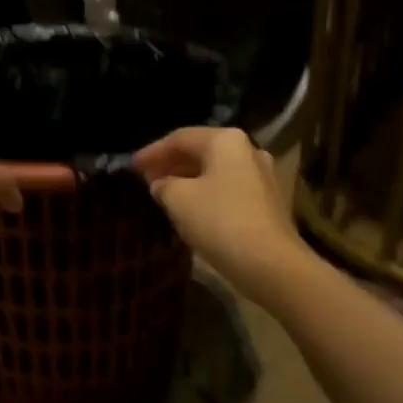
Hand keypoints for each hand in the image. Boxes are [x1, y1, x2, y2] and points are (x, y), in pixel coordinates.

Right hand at [133, 127, 310, 303]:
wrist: (271, 264)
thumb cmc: (220, 221)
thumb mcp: (177, 199)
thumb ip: (162, 185)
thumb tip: (161, 184)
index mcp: (226, 141)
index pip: (180, 138)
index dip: (152, 152)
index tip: (131, 166)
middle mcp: (248, 150)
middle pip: (200, 151)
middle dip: (171, 164)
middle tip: (146, 178)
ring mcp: (262, 176)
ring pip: (215, 171)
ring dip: (188, 179)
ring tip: (164, 193)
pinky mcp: (268, 202)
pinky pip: (228, 189)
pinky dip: (206, 193)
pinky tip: (190, 208)